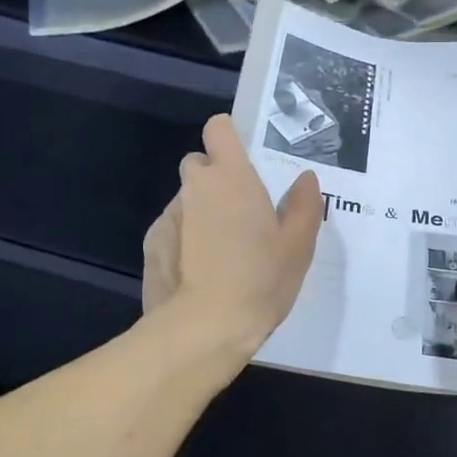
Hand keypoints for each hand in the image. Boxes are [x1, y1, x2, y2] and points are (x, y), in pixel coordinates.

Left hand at [142, 115, 322, 355]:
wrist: (204, 328)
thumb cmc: (260, 278)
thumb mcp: (298, 245)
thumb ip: (304, 204)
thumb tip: (305, 178)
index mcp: (231, 176)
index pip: (219, 128)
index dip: (230, 137)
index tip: (246, 159)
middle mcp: (195, 187)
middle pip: (200, 165)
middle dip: (216, 179)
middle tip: (242, 213)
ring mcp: (168, 216)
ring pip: (187, 201)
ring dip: (202, 213)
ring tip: (222, 252)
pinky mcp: (152, 245)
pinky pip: (172, 230)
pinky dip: (184, 240)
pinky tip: (200, 272)